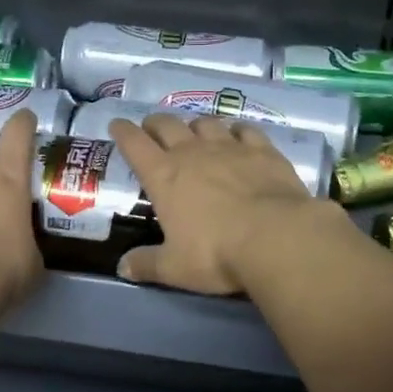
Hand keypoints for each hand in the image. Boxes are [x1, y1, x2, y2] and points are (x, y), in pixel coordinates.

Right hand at [108, 114, 341, 294]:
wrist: (275, 237)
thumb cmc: (216, 253)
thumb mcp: (175, 267)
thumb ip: (147, 264)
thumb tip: (123, 268)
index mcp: (164, 176)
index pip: (135, 144)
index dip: (123, 132)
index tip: (117, 125)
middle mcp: (192, 152)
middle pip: (168, 125)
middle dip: (155, 123)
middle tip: (152, 128)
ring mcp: (229, 147)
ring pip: (206, 123)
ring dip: (195, 124)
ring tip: (194, 131)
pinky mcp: (262, 149)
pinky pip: (245, 129)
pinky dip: (237, 130)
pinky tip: (238, 135)